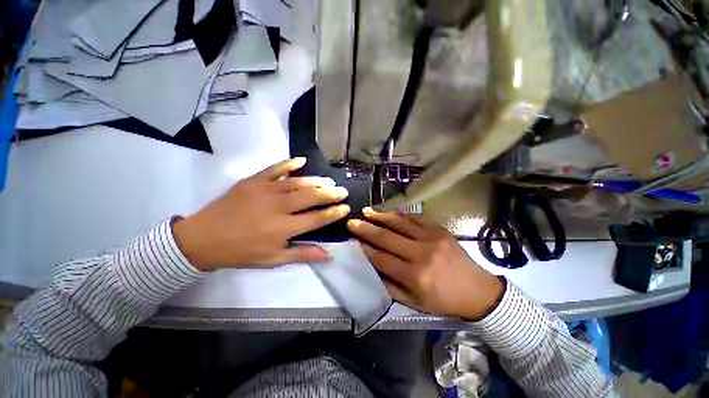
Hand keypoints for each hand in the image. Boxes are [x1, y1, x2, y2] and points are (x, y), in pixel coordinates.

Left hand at [173, 158, 350, 270]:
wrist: (203, 238)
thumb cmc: (241, 252)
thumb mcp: (273, 259)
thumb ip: (302, 254)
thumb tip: (329, 256)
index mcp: (284, 228)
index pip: (317, 218)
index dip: (334, 212)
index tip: (346, 207)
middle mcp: (278, 207)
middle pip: (311, 197)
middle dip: (330, 194)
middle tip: (342, 191)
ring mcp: (265, 191)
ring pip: (297, 183)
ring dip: (316, 181)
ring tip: (329, 181)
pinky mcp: (253, 181)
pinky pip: (274, 169)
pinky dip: (289, 164)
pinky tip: (301, 160)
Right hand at [347, 208, 503, 320]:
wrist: (477, 290)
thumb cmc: (443, 300)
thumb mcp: (414, 303)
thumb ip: (390, 286)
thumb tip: (371, 267)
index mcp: (414, 276)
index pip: (381, 258)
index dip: (365, 248)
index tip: (352, 240)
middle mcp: (421, 254)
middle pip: (387, 237)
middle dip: (366, 229)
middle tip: (352, 221)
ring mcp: (432, 238)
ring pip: (400, 223)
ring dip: (380, 216)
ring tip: (367, 211)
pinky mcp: (439, 229)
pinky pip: (415, 217)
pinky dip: (399, 214)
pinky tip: (388, 211)